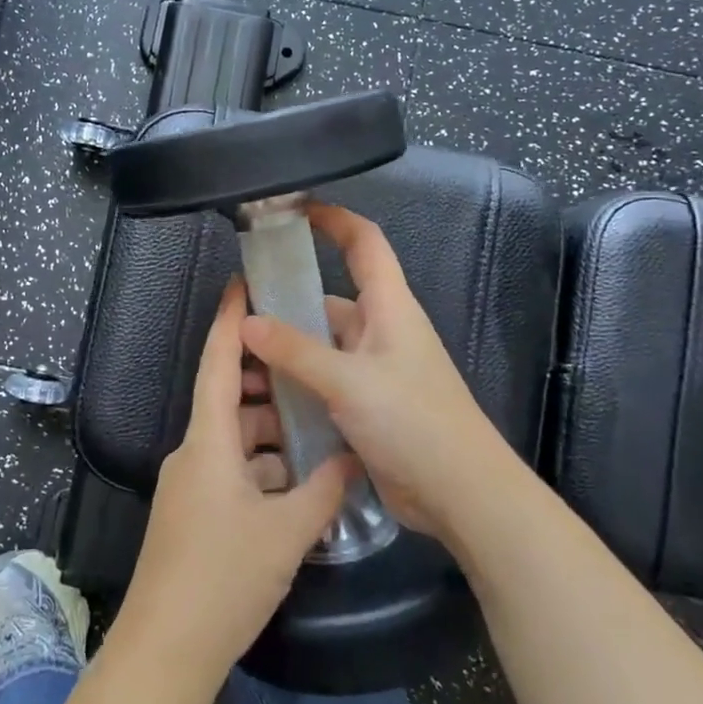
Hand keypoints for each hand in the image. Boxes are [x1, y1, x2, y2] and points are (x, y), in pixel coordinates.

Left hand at [118, 279, 356, 680]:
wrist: (164, 651)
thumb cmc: (223, 578)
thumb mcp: (285, 533)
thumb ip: (324, 491)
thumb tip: (352, 459)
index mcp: (208, 440)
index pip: (218, 363)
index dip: (230, 321)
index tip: (243, 284)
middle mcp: (194, 452)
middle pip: (231, 399)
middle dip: (269, 382)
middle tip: (311, 365)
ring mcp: (191, 485)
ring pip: (235, 439)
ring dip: (271, 432)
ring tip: (317, 427)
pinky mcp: (194, 514)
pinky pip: (232, 471)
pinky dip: (262, 467)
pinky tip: (297, 483)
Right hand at [240, 204, 504, 543]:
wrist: (462, 495)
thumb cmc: (414, 422)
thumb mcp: (349, 382)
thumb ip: (296, 351)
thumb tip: (246, 322)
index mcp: (390, 307)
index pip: (364, 242)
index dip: (333, 218)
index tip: (293, 208)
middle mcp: (382, 330)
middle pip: (332, 298)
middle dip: (290, 299)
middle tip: (240, 305)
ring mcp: (375, 368)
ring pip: (324, 343)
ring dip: (290, 347)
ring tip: (241, 354)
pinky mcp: (369, 403)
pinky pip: (326, 378)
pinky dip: (299, 380)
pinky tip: (266, 393)